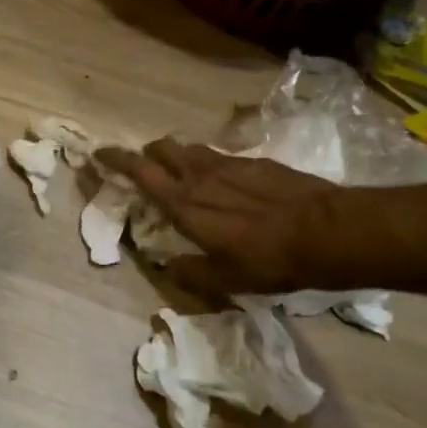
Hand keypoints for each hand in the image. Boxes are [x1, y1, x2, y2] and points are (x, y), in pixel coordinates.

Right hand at [95, 139, 344, 297]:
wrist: (326, 231)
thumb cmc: (269, 260)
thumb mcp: (225, 279)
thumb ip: (190, 272)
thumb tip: (167, 267)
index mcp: (184, 204)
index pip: (140, 171)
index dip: (116, 159)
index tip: (100, 154)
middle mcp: (200, 175)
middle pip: (162, 148)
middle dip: (148, 154)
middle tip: (146, 169)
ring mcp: (229, 164)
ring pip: (191, 148)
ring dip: (179, 157)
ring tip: (184, 175)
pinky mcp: (255, 161)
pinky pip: (220, 156)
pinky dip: (211, 164)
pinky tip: (226, 183)